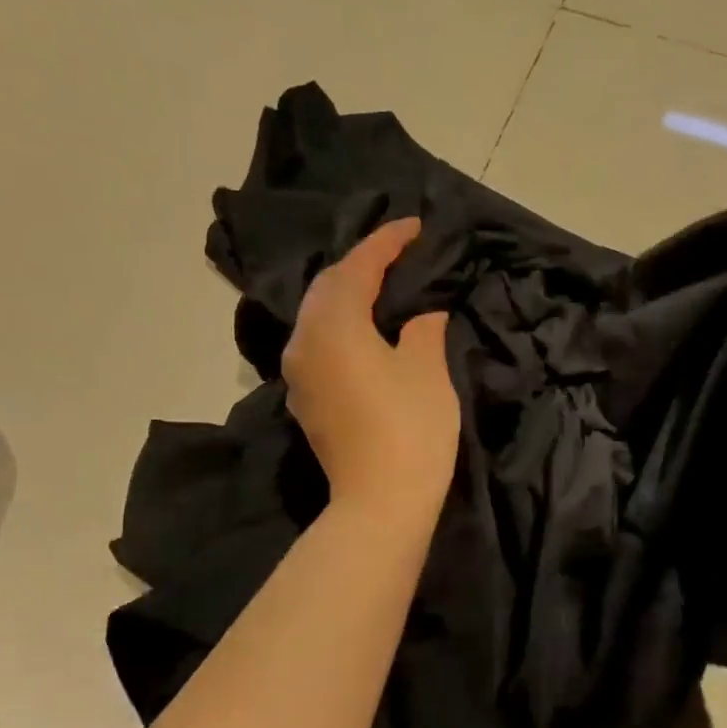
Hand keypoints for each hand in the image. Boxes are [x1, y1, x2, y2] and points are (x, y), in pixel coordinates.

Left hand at [283, 219, 459, 520]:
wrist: (380, 501)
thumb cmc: (411, 428)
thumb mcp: (427, 368)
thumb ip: (422, 329)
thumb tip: (420, 316)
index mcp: (334, 324)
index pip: (358, 267)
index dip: (387, 242)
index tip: (415, 226)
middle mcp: (305, 340)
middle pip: (328, 286)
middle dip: (361, 264)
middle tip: (398, 254)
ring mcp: (299, 372)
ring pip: (318, 315)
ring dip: (347, 294)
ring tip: (382, 286)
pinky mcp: (306, 399)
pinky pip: (319, 342)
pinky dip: (341, 324)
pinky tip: (364, 329)